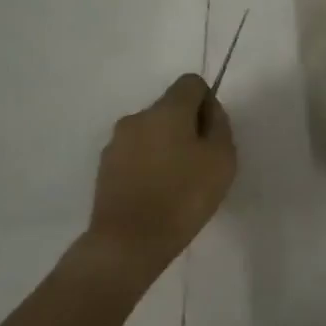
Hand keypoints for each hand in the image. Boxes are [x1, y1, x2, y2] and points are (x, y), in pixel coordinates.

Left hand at [79, 73, 235, 274]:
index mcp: (167, 110)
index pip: (191, 83)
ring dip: (166, 146)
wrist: (128, 243)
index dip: (208, 102)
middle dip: (187, 126)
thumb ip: (219, 126)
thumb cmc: (183, 196)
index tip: (213, 134)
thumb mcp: (221, 158)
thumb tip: (208, 112)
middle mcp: (137, 118)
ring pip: (151, 132)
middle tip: (200, 162)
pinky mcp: (104, 168)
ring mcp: (116, 143)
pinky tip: (157, 193)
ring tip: (178, 182)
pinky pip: (135, 154)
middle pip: (170, 108)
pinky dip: (149, 165)